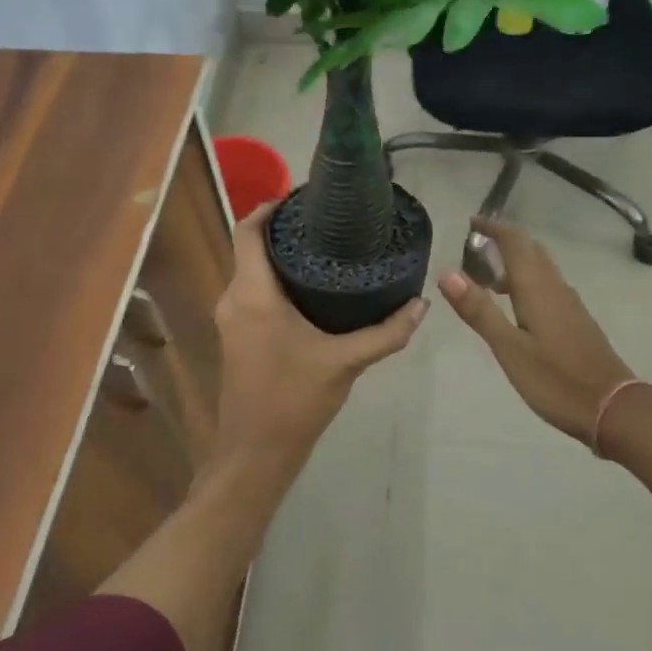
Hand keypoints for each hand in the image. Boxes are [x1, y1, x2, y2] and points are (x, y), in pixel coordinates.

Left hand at [214, 207, 427, 474]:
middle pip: (249, 247)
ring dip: (279, 255)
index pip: (248, 231)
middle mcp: (233, 298)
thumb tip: (421, 304)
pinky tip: (310, 286)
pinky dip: (274, 279)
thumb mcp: (346, 362)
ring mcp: (230, 318)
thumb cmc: (295, 400)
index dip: (270, 207)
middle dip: (283, 229)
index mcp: (253, 295)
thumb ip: (386, 332)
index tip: (304, 196)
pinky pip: (251, 291)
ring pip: (250, 270)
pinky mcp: (235, 334)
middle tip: (328, 221)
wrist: (255, 454)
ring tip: (325, 247)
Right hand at [437, 218, 634, 444]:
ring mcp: (570, 305)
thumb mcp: (509, 348)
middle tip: (475, 246)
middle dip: (504, 241)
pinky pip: (548, 287)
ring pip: (541, 269)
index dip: (493, 228)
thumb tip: (447, 272)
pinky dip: (528, 282)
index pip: (514, 242)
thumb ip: (479, 310)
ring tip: (487, 277)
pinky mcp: (577, 322)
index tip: (470, 222)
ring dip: (515, 262)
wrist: (613, 408)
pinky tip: (517, 306)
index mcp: (537, 288)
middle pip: (531, 250)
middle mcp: (556, 288)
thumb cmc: (555, 379)